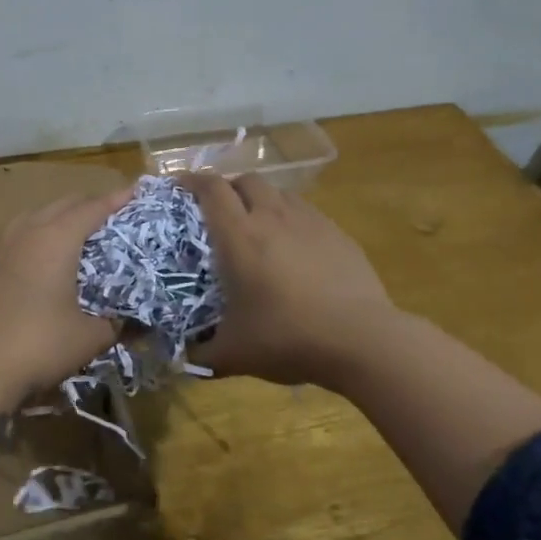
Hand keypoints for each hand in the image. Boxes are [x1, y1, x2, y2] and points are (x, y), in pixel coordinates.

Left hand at [0, 185, 134, 410]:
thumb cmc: (36, 347)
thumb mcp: (87, 339)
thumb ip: (115, 325)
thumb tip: (132, 325)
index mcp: (55, 240)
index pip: (91, 209)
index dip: (115, 200)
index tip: (132, 192)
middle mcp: (22, 233)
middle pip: (58, 206)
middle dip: (84, 205)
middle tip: (104, 213)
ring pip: (27, 220)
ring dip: (50, 220)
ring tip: (65, 233)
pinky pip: (4, 244)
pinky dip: (23, 244)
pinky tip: (24, 263)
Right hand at [179, 172, 400, 386]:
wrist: (361, 339)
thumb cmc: (288, 338)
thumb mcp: (235, 354)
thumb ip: (202, 354)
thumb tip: (184, 359)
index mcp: (239, 236)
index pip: (211, 189)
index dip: (192, 180)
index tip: (179, 186)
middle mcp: (272, 217)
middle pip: (246, 180)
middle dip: (229, 188)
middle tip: (220, 211)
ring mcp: (310, 222)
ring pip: (279, 192)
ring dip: (262, 200)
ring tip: (258, 226)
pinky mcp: (338, 234)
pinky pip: (307, 213)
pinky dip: (292, 219)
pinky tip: (295, 248)